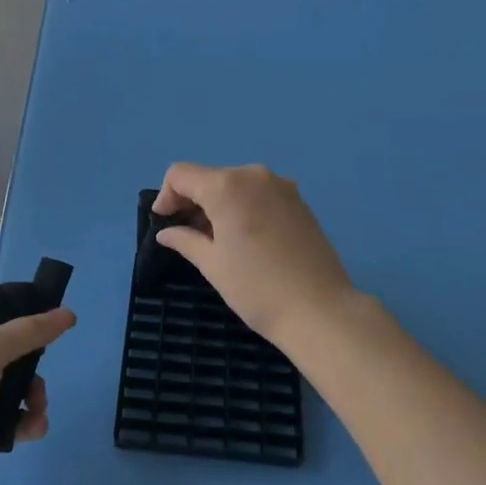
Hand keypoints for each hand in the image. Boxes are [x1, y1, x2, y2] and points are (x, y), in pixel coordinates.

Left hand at [0, 297, 74, 484]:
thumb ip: (29, 331)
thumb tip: (68, 313)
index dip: (26, 307)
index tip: (58, 316)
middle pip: (10, 349)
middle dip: (33, 364)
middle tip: (41, 378)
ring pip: (12, 386)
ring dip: (32, 397)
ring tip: (38, 413)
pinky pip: (6, 418)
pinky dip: (23, 423)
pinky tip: (32, 432)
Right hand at [152, 162, 363, 346]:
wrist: (320, 310)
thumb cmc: (257, 289)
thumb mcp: (213, 265)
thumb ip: (186, 240)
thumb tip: (167, 232)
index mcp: (227, 186)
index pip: (181, 174)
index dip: (166, 196)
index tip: (165, 224)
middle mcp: (253, 175)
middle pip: (210, 177)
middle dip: (192, 201)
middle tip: (188, 236)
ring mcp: (281, 185)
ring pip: (236, 184)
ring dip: (219, 204)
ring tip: (218, 240)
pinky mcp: (299, 200)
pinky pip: (259, 193)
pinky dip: (244, 206)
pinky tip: (247, 238)